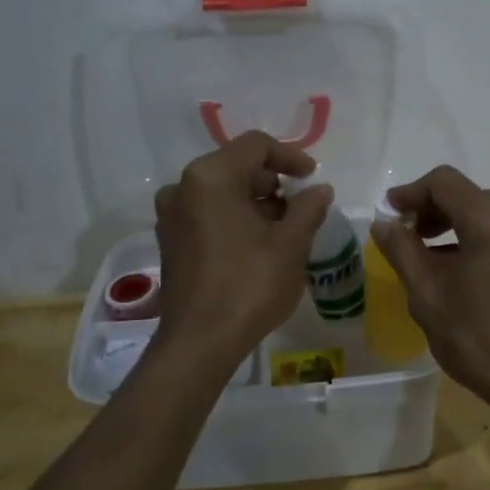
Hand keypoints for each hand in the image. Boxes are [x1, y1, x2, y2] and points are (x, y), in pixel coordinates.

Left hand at [153, 132, 331, 369]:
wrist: (199, 342)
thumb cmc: (249, 285)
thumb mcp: (290, 244)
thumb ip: (308, 208)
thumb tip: (320, 190)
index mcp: (211, 176)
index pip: (256, 146)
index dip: (290, 156)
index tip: (313, 178)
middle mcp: (183, 186)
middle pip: (237, 166)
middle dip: (273, 182)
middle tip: (301, 207)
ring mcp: (171, 215)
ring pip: (222, 191)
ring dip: (256, 202)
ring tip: (285, 229)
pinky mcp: (170, 240)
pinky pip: (208, 213)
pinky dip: (235, 218)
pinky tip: (258, 244)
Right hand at [370, 166, 489, 420]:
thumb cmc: (477, 339)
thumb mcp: (428, 296)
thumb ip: (402, 251)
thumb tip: (384, 224)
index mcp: (489, 221)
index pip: (444, 182)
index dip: (412, 192)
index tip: (390, 213)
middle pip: (468, 194)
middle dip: (432, 208)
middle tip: (406, 235)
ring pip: (487, 212)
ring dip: (455, 223)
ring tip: (429, 255)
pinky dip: (478, 236)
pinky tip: (461, 269)